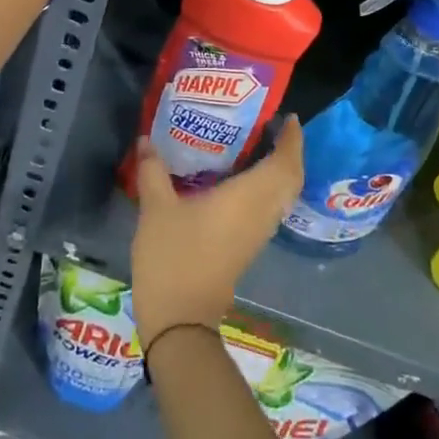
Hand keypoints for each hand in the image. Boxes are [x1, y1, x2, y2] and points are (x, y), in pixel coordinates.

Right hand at [129, 117, 303, 348]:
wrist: (180, 319)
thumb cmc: (172, 257)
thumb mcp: (156, 209)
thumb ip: (153, 171)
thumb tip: (146, 140)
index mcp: (247, 198)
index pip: (284, 164)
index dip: (292, 140)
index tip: (289, 118)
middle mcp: (260, 214)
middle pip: (290, 180)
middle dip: (289, 153)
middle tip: (274, 128)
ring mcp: (256, 234)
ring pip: (281, 196)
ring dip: (279, 171)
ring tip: (259, 147)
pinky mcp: (247, 248)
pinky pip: (268, 209)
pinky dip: (266, 189)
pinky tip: (240, 181)